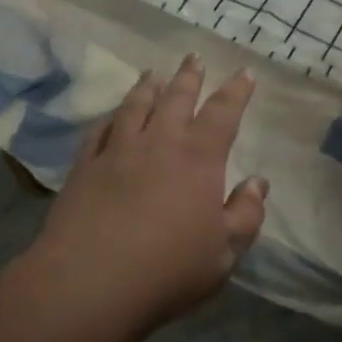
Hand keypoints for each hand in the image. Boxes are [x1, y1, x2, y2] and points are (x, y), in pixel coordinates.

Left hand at [24, 56, 267, 341]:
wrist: (89, 284)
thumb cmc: (168, 269)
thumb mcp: (225, 252)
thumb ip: (246, 214)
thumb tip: (257, 183)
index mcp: (198, 159)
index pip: (223, 113)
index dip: (236, 91)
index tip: (244, 73)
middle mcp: (158, 143)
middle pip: (176, 99)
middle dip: (189, 76)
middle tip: (194, 57)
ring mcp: (116, 152)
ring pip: (135, 107)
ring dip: (148, 88)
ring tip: (153, 74)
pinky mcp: (83, 168)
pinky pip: (99, 132)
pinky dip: (110, 118)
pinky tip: (112, 116)